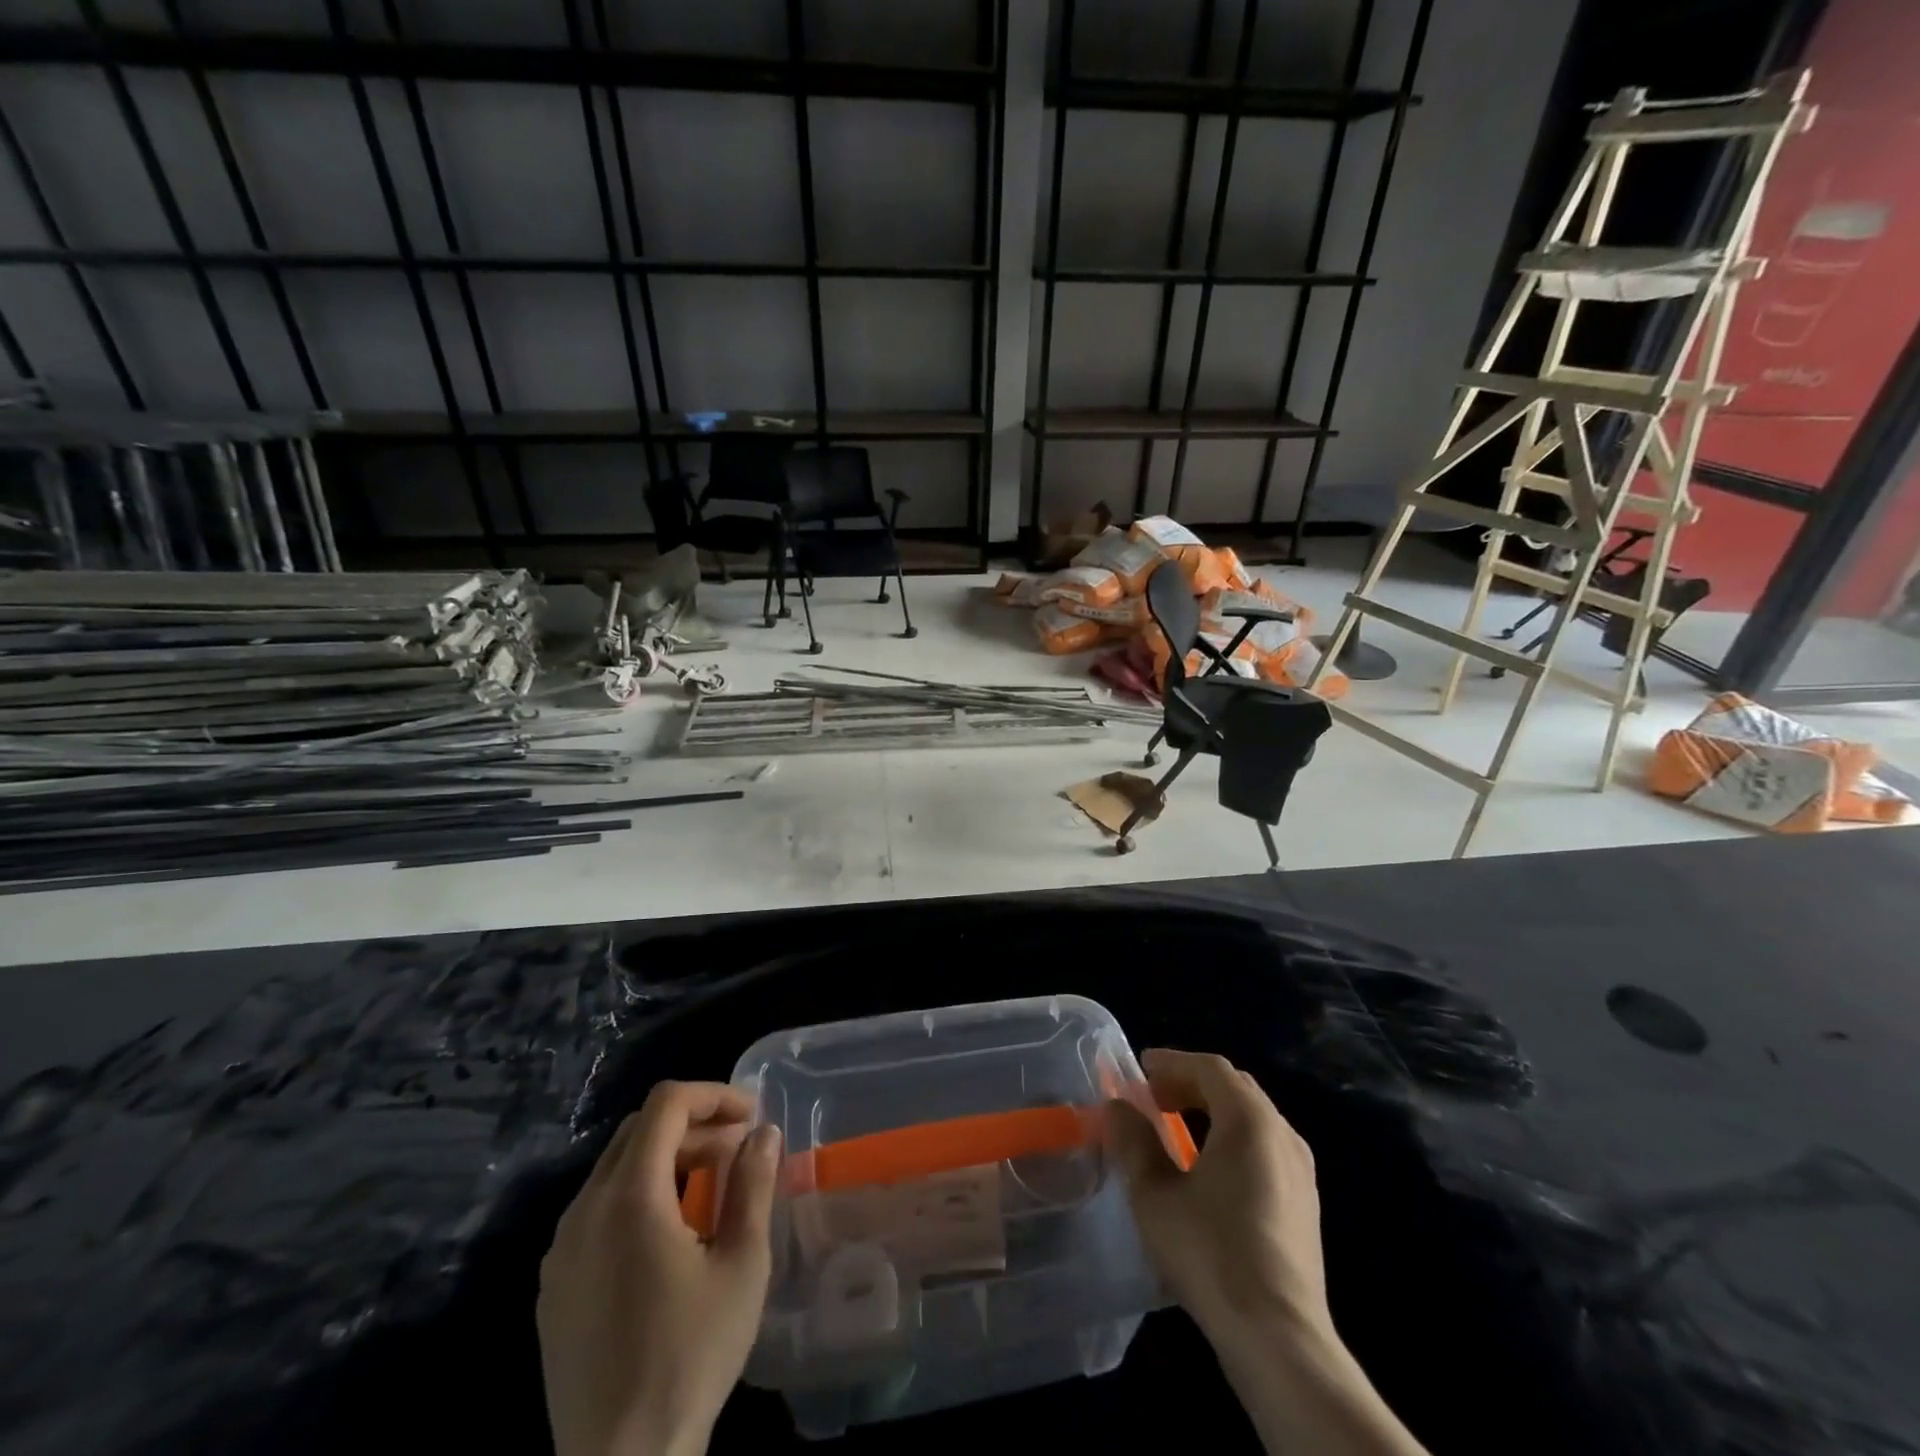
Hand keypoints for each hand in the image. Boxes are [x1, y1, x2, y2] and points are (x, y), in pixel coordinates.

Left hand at [537, 1081, 780, 1455]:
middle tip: (739, 1149)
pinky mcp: (553, 1286)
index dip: (713, 1095)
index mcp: (629, 1196)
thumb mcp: (742, 1264)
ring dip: (667, 1159)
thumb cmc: (690, 1356)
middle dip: (694, 1125)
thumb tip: (762, 1132)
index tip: (752, 1116)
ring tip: (712, 1188)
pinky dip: (639, 1195)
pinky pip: (597, 1211)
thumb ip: (753, 1184)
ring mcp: (561, 1250)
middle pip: (639, 1130)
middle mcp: (584, 1210)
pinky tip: (670, 1236)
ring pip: (616, 1169)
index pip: (666, 1104)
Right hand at [1109, 1051, 1429, 1455]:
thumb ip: (1133, 1140)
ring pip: (1253, 1118)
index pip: (1210, 1068)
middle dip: (1191, 1084)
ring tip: (1176, 1129)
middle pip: (1234, 1088)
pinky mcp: (1306, 1203)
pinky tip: (1209, 1169)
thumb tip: (1118, 1106)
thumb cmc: (1210, 1252)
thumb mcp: (1154, 1193)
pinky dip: (1232, 1137)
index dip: (1172, 1062)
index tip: (1139, 1067)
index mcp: (1249, 1120)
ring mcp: (1300, 1170)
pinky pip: (1265, 1146)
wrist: (1279, 1337)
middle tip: (1153, 1096)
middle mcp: (1282, 1133)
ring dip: (1212, 1111)